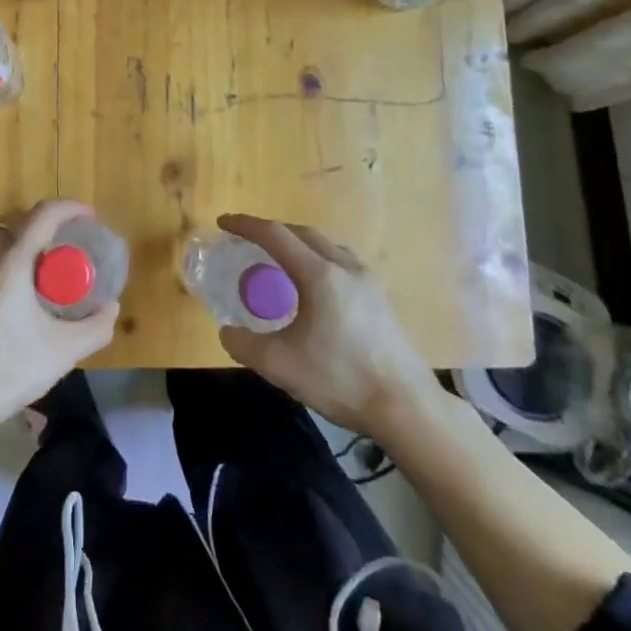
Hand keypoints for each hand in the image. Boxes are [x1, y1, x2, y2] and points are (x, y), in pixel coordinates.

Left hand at [0, 199, 118, 428]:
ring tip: (35, 280)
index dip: (69, 208)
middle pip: (14, 225)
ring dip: (16, 251)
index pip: (42, 215)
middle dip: (41, 229)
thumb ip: (94, 329)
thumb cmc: (6, 370)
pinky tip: (5, 305)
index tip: (88, 215)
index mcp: (10, 263)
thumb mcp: (61, 353)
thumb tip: (112, 309)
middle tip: (62, 251)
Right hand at [214, 214, 447, 438]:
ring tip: (280, 260)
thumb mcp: (279, 365)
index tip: (223, 222)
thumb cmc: (340, 379)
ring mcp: (368, 282)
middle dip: (271, 231)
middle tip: (248, 240)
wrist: (406, 407)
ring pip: (326, 245)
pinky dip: (318, 259)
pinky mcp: (381, 299)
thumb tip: (228, 332)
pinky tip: (315, 287)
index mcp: (319, 275)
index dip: (246, 225)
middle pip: (302, 233)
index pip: (275, 235)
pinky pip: (342, 262)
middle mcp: (345, 268)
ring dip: (298, 244)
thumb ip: (244, 345)